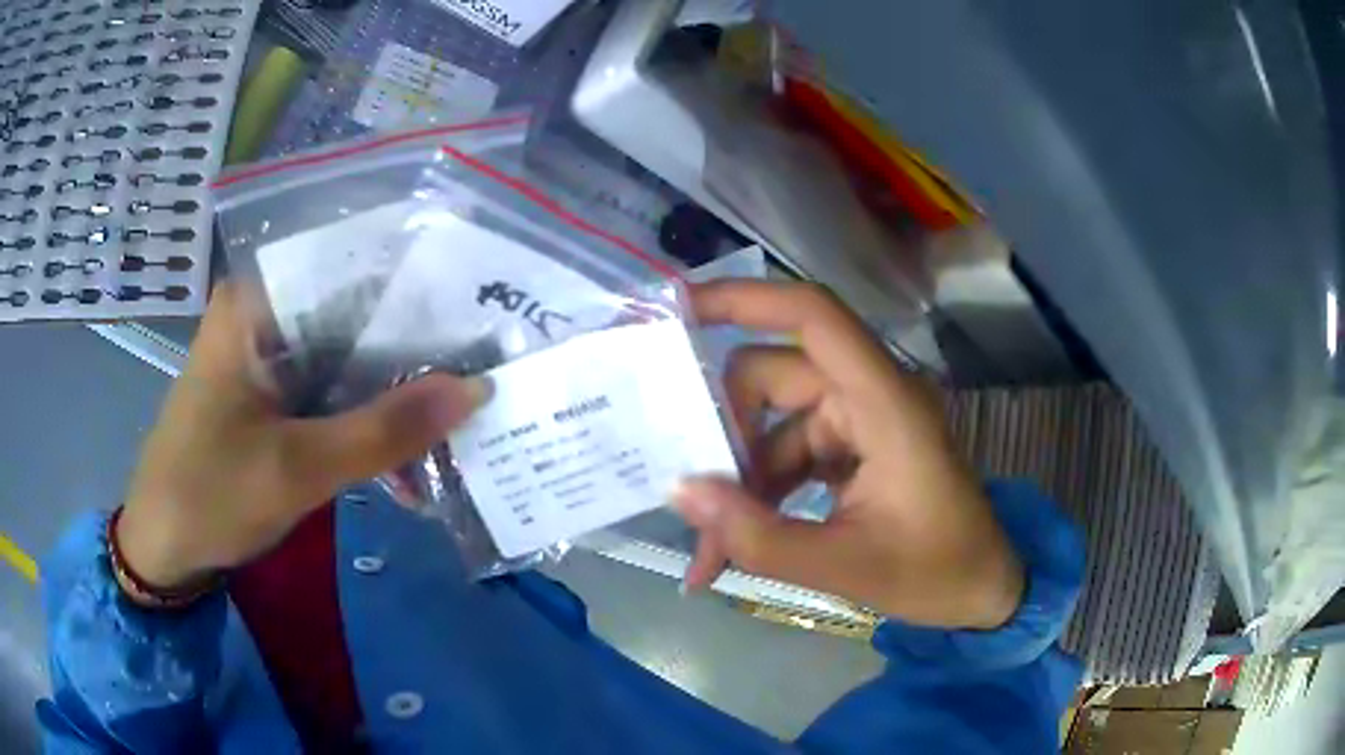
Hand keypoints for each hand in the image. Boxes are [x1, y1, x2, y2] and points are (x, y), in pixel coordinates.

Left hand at [116, 283, 487, 595]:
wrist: (165, 548)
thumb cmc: (212, 496)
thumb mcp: (299, 468)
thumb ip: (385, 430)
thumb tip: (476, 389)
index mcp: (256, 301)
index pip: (351, 263)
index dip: (417, 282)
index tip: (482, 302)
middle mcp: (264, 313)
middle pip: (353, 308)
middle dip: (415, 336)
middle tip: (490, 349)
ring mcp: (267, 355)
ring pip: (346, 351)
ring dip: (395, 380)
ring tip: (464, 390)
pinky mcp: (271, 393)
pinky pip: (332, 386)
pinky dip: (368, 410)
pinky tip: (411, 433)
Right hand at [676, 281, 1023, 629]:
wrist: (982, 591)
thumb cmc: (935, 572)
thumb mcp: (844, 566)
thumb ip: (758, 536)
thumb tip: (679, 493)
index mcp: (884, 401)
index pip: (813, 316)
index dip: (744, 297)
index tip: (675, 307)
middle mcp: (867, 396)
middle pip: (771, 377)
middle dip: (724, 433)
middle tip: (687, 488)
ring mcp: (857, 423)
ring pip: (770, 426)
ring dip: (736, 481)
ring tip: (710, 549)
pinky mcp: (850, 451)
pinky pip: (785, 456)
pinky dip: (757, 496)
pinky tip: (732, 547)